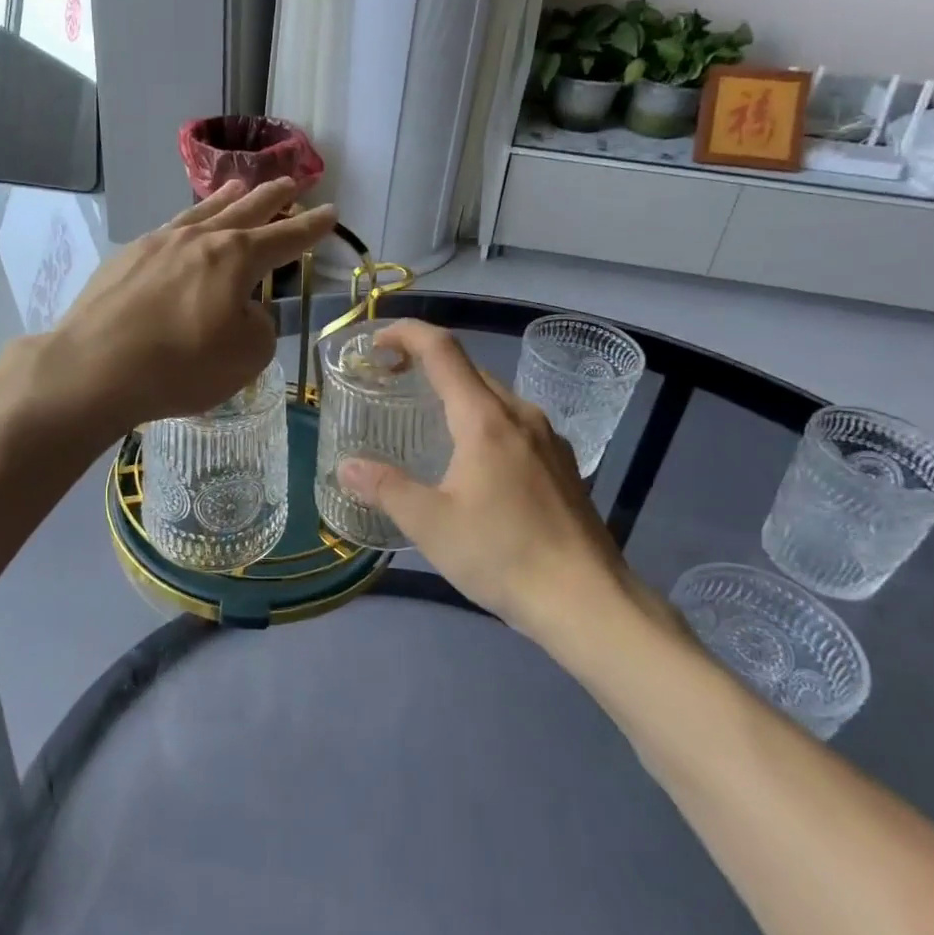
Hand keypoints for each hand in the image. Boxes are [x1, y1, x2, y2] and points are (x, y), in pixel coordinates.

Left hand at [47, 178, 335, 429]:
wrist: (94, 368)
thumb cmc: (181, 365)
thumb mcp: (247, 356)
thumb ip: (258, 325)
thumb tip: (244, 308)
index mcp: (235, 257)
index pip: (285, 237)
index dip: (311, 227)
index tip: (330, 212)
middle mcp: (199, 239)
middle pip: (245, 209)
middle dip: (272, 197)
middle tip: (292, 182)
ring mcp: (157, 243)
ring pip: (202, 212)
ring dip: (227, 199)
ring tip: (240, 186)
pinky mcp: (126, 258)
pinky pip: (170, 229)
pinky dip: (189, 222)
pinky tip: (184, 228)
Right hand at [337, 321, 649, 635]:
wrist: (586, 601)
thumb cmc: (502, 555)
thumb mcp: (431, 524)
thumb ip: (386, 488)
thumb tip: (347, 466)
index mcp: (485, 419)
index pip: (442, 351)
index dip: (407, 334)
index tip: (377, 342)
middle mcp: (520, 415)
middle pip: (469, 371)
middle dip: (427, 365)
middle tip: (391, 384)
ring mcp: (548, 439)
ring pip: (494, 398)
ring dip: (457, 395)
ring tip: (427, 421)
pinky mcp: (562, 464)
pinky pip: (514, 424)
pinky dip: (483, 422)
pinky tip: (473, 461)